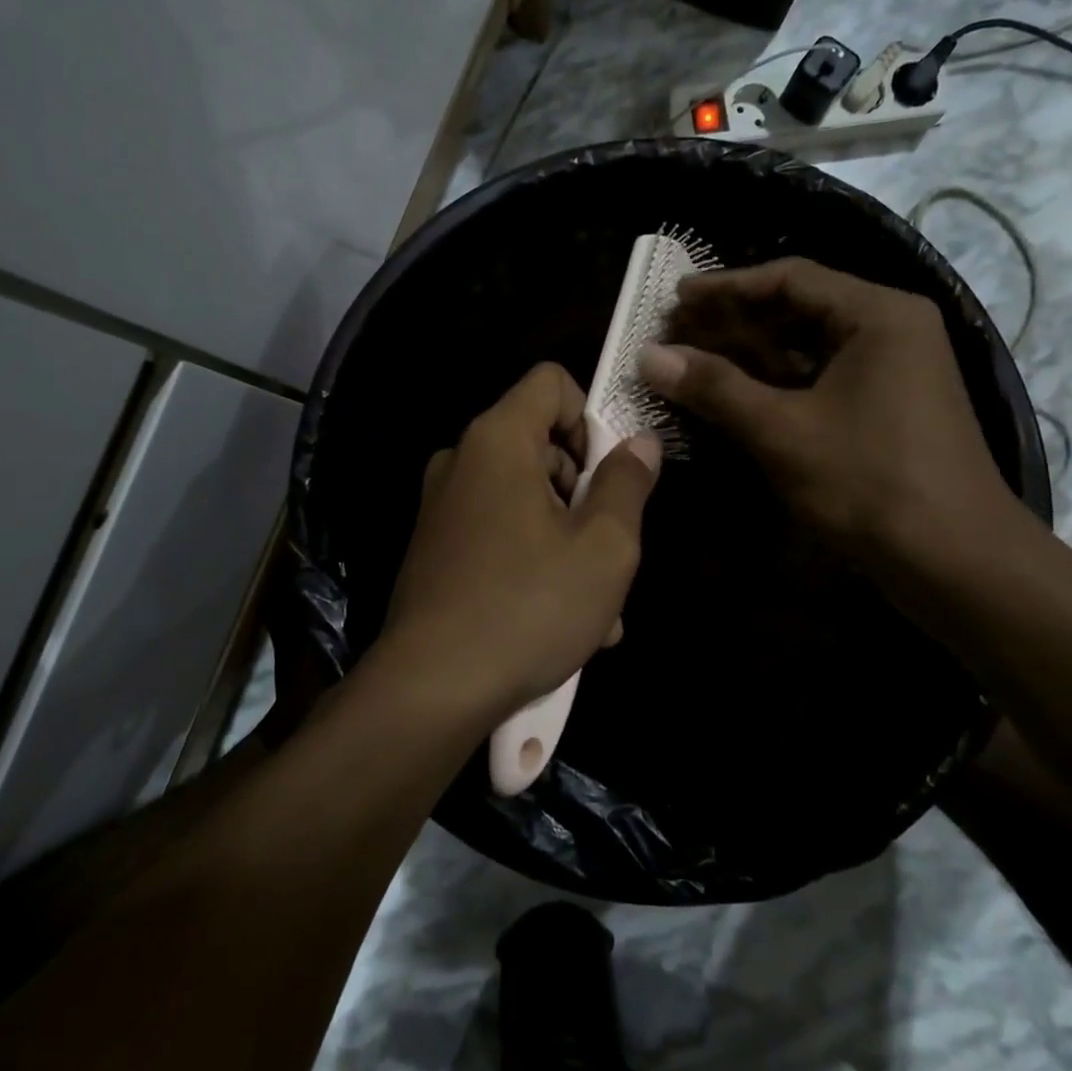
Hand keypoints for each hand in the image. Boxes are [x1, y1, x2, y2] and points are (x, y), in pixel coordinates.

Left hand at [380, 362, 661, 722]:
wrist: (430, 689)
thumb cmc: (529, 606)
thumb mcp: (603, 547)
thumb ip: (627, 483)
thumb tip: (641, 442)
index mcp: (497, 440)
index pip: (550, 382)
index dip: (590, 415)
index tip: (609, 474)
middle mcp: (461, 461)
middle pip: (541, 445)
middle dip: (585, 493)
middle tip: (611, 553)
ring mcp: (443, 507)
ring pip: (526, 500)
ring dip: (569, 540)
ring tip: (598, 608)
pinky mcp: (435, 549)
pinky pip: (499, 533)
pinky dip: (534, 560)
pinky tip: (560, 620)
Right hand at [639, 257, 1028, 572]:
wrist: (957, 563)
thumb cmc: (870, 483)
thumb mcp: (782, 431)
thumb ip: (714, 387)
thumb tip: (648, 355)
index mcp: (878, 314)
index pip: (790, 278)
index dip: (726, 286)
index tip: (675, 299)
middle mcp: (890, 329)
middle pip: (798, 309)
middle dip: (733, 322)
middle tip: (675, 334)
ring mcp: (893, 370)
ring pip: (807, 347)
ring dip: (750, 355)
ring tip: (693, 363)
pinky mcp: (886, 407)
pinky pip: (820, 379)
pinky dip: (775, 384)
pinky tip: (733, 396)